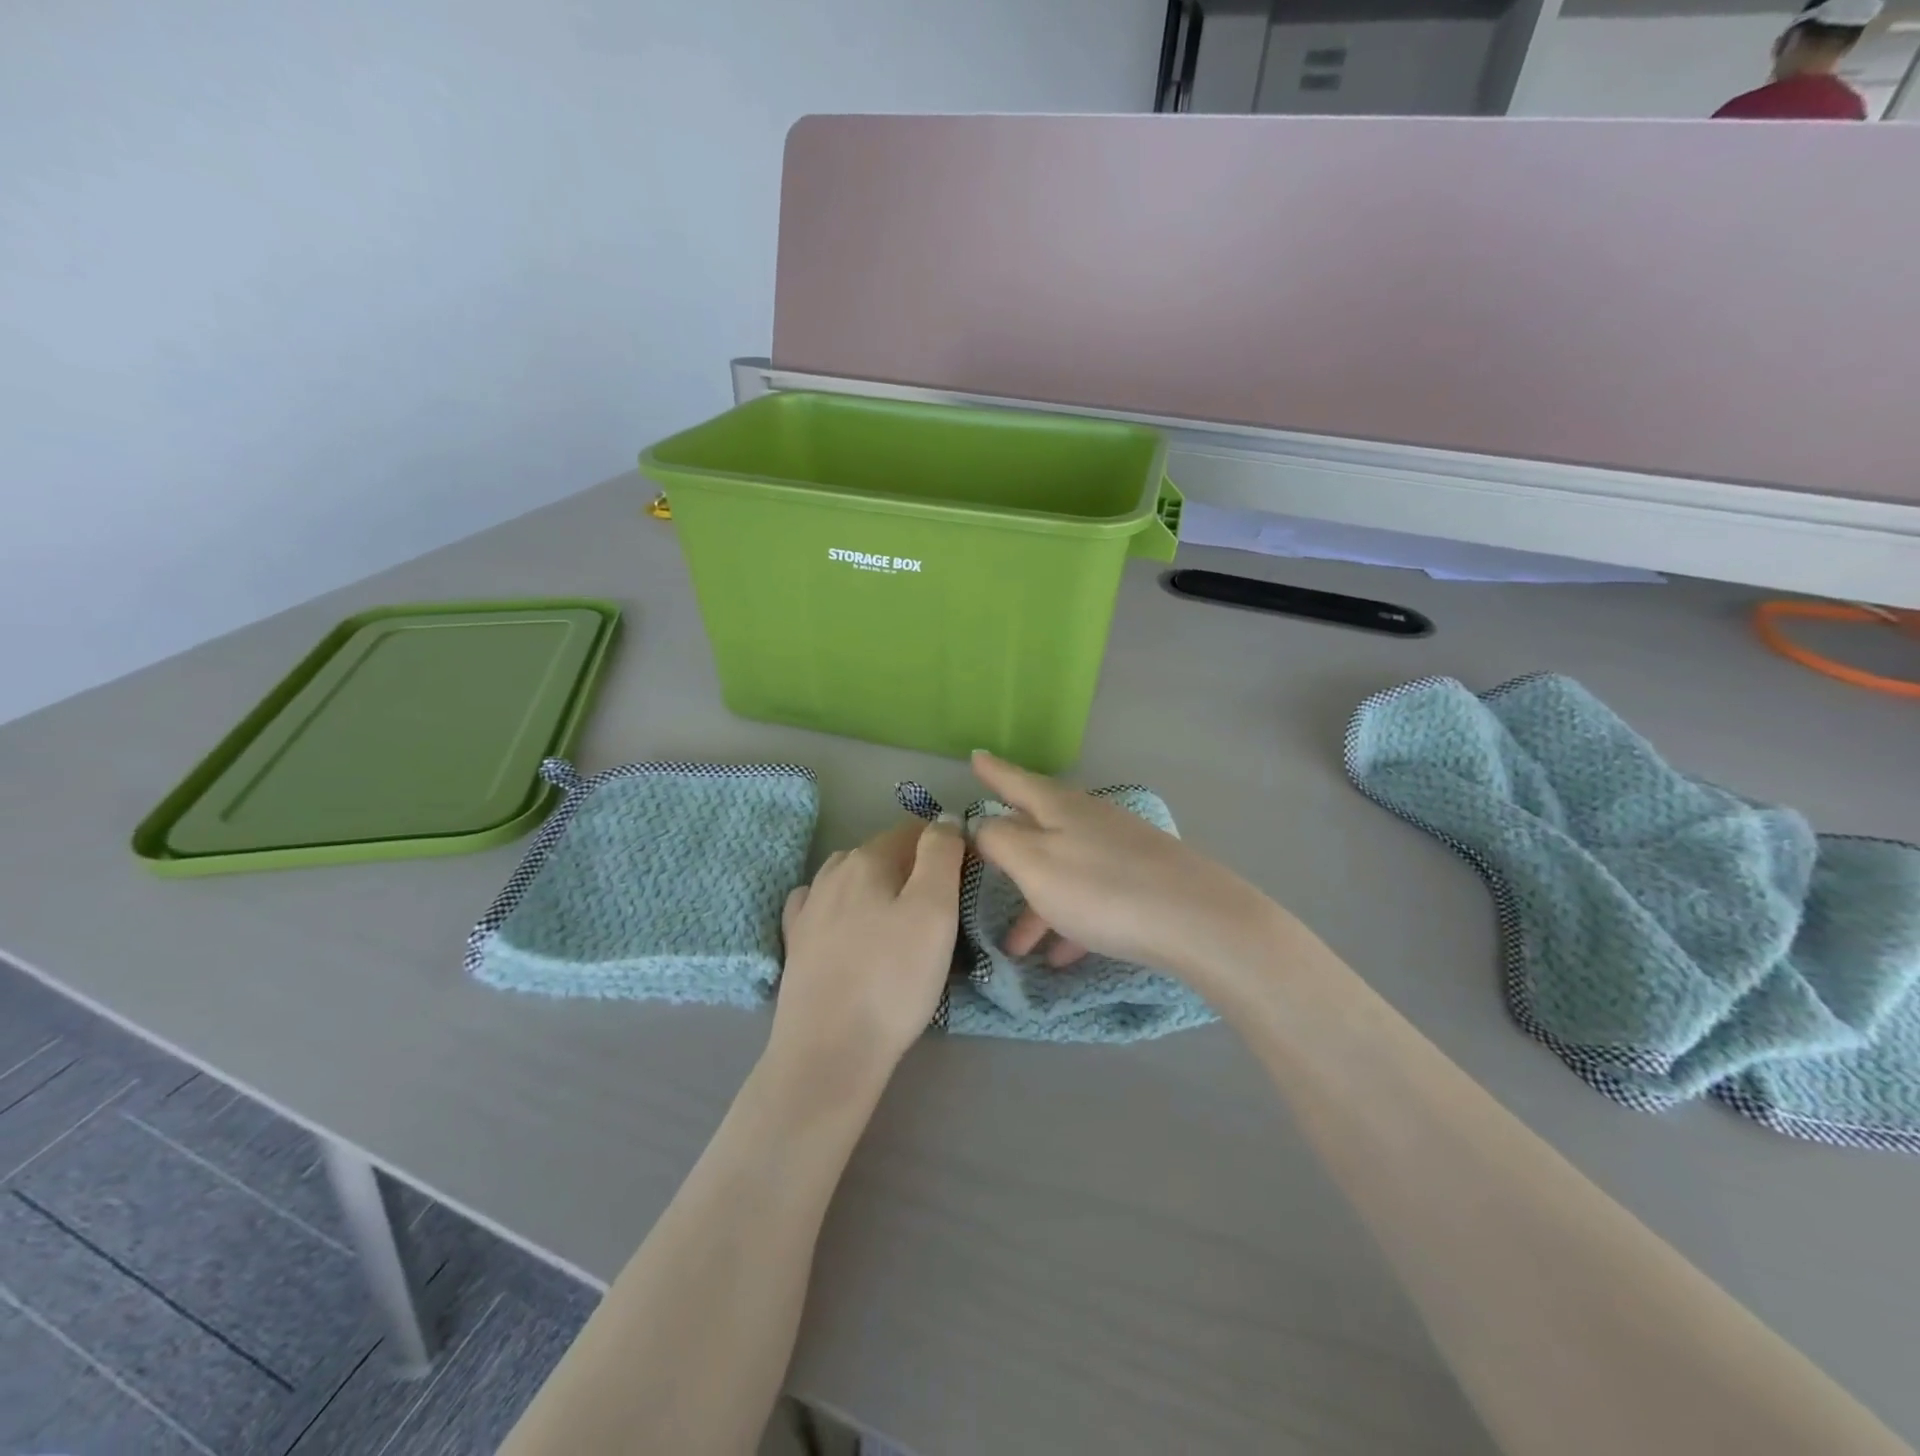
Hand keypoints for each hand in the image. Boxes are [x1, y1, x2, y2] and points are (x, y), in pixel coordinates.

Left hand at [770, 819, 965, 1087]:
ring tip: (900, 921)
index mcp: (867, 858)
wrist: (829, 1051)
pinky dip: (843, 906)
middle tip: (941, 909)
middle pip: (882, 853)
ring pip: (852, 877)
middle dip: (913, 868)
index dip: (945, 847)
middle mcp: (832, 872)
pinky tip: (849, 924)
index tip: (965, 880)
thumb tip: (945, 819)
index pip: (914, 831)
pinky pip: (823, 905)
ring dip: (878, 886)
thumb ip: (941, 854)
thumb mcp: (935, 910)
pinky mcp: (796, 942)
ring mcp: (808, 907)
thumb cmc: (893, 979)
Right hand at [969, 751, 1280, 996]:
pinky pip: (1093, 897)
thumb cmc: (1102, 889)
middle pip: (1039, 829)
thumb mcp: (1035, 864)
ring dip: (1037, 904)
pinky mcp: (1143, 882)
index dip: (993, 771)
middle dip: (1009, 853)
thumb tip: (983, 822)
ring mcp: (1120, 850)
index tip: (975, 756)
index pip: (1016, 781)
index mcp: (1060, 807)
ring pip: (1064, 870)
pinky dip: (1071, 920)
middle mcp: (1090, 820)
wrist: (1198, 921)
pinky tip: (1062, 956)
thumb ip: (1001, 839)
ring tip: (1017, 946)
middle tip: (982, 866)